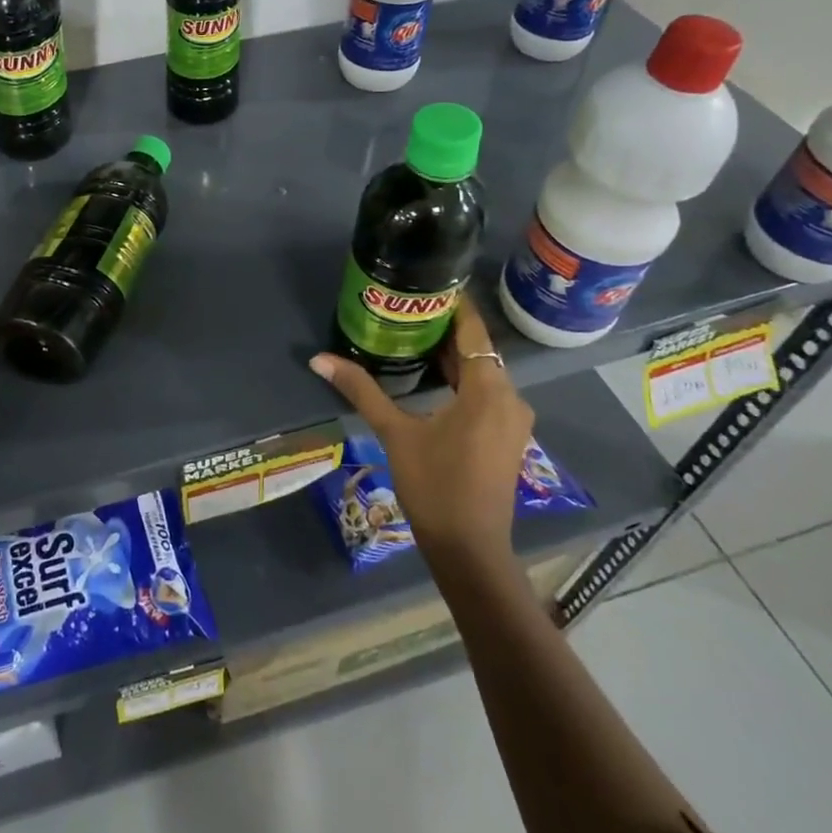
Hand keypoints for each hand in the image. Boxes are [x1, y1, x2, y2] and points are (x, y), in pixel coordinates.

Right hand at [308, 297, 532, 558]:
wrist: (469, 549)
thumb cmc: (434, 485)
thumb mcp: (394, 433)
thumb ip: (361, 390)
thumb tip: (319, 359)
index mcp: (489, 389)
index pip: (474, 330)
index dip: (454, 304)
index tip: (428, 283)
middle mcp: (510, 397)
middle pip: (478, 350)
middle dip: (445, 329)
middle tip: (407, 308)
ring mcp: (512, 419)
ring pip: (483, 372)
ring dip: (453, 356)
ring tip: (413, 336)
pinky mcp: (507, 436)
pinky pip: (487, 392)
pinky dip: (462, 379)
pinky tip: (432, 376)